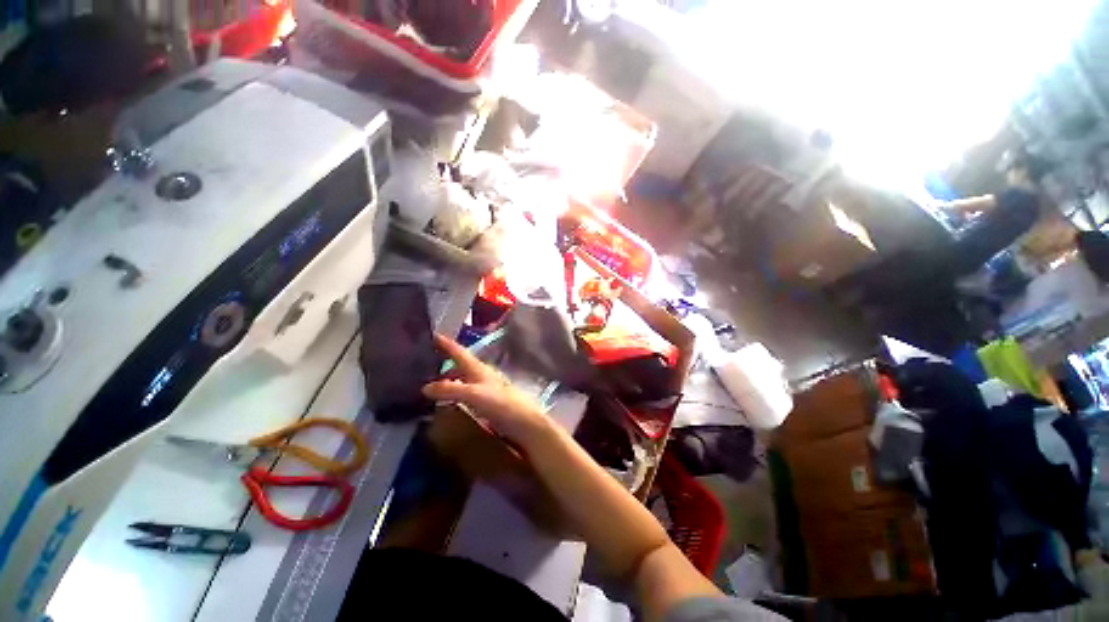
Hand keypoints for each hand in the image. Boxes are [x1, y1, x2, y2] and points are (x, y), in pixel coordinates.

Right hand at [423, 333, 548, 443]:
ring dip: (446, 378)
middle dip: (443, 361)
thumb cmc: (500, 403)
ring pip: (461, 378)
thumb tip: (424, 387)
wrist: (522, 422)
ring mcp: (483, 388)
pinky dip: (452, 393)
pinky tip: (444, 402)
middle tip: (422, 362)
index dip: (446, 343)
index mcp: (477, 368)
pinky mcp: (484, 402)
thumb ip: (450, 389)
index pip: (458, 351)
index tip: (431, 334)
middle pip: (459, 364)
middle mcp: (480, 374)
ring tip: (426, 382)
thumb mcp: (473, 394)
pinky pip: (463, 393)